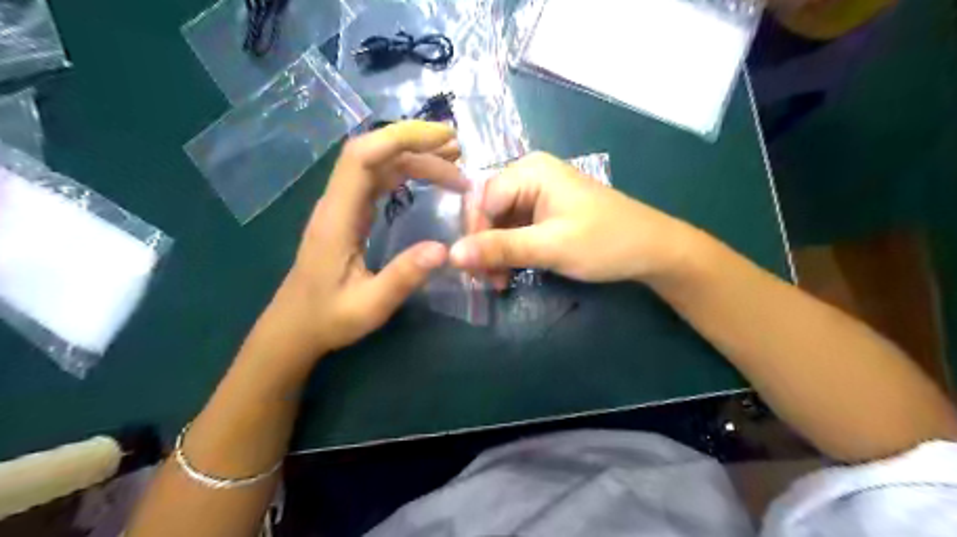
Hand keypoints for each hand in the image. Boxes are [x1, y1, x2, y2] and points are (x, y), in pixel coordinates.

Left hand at [258, 119, 467, 357]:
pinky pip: (378, 180)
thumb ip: (403, 278)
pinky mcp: (350, 214)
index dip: (401, 138)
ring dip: (414, 156)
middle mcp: (337, 202)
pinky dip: (406, 171)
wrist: (294, 327)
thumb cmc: (328, 318)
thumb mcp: (369, 306)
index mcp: (337, 217)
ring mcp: (342, 206)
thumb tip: (445, 250)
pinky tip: (428, 177)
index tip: (442, 139)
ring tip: (453, 160)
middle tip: (459, 150)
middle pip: (373, 153)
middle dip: (416, 143)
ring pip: (377, 164)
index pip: (362, 157)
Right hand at [449, 150, 696, 282]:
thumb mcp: (550, 247)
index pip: (482, 199)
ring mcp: (538, 193)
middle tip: (488, 279)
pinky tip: (510, 271)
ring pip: (499, 221)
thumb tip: (452, 255)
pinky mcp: (545, 211)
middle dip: (483, 244)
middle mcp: (530, 175)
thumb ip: (500, 249)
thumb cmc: (604, 242)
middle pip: (488, 209)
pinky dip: (509, 250)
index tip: (474, 270)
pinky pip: (515, 228)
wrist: (651, 249)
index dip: (474, 234)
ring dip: (495, 251)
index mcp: (530, 171)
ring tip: (499, 280)